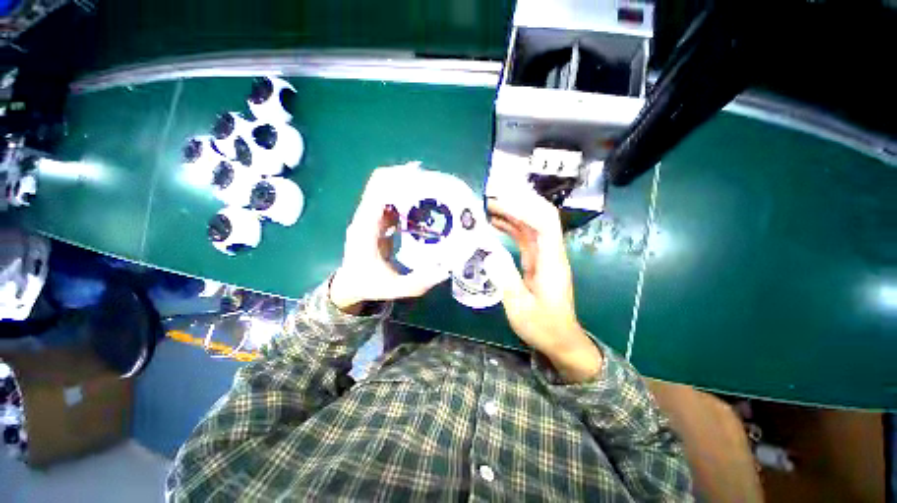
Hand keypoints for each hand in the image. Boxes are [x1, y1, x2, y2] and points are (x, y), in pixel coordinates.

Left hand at [330, 165, 447, 313]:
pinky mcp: (375, 222)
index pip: (377, 192)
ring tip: (431, 192)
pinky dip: (405, 200)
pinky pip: (390, 203)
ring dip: (405, 187)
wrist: (350, 286)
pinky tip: (423, 207)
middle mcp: (365, 218)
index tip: (421, 176)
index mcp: (366, 229)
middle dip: (405, 178)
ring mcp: (369, 218)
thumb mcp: (394, 288)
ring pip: (385, 191)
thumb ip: (418, 282)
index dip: (396, 179)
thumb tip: (445, 270)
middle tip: (432, 183)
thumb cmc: (369, 285)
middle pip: (380, 184)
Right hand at [487, 190, 602, 382]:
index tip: (499, 204)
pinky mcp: (537, 261)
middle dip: (518, 204)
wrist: (560, 340)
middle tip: (491, 199)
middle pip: (540, 217)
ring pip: (531, 225)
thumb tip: (489, 254)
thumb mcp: (520, 308)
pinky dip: (511, 227)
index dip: (524, 209)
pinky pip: (525, 237)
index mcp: (551, 262)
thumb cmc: (543, 327)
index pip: (545, 223)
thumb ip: (506, 280)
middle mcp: (551, 253)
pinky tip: (496, 224)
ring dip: (513, 213)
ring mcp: (544, 256)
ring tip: (489, 207)